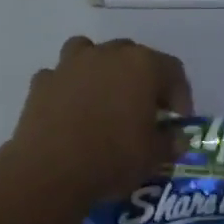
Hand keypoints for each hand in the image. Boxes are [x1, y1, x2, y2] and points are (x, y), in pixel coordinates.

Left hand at [4, 37, 193, 207]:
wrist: (49, 171)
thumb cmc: (112, 158)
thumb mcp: (154, 156)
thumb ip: (170, 141)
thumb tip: (177, 138)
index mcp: (143, 66)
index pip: (173, 71)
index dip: (180, 95)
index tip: (178, 120)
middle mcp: (109, 54)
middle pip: (134, 56)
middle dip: (143, 80)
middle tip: (145, 109)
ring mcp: (71, 64)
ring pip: (92, 52)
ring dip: (102, 69)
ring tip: (105, 97)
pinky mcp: (42, 82)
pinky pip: (61, 76)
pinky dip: (69, 87)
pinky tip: (71, 109)